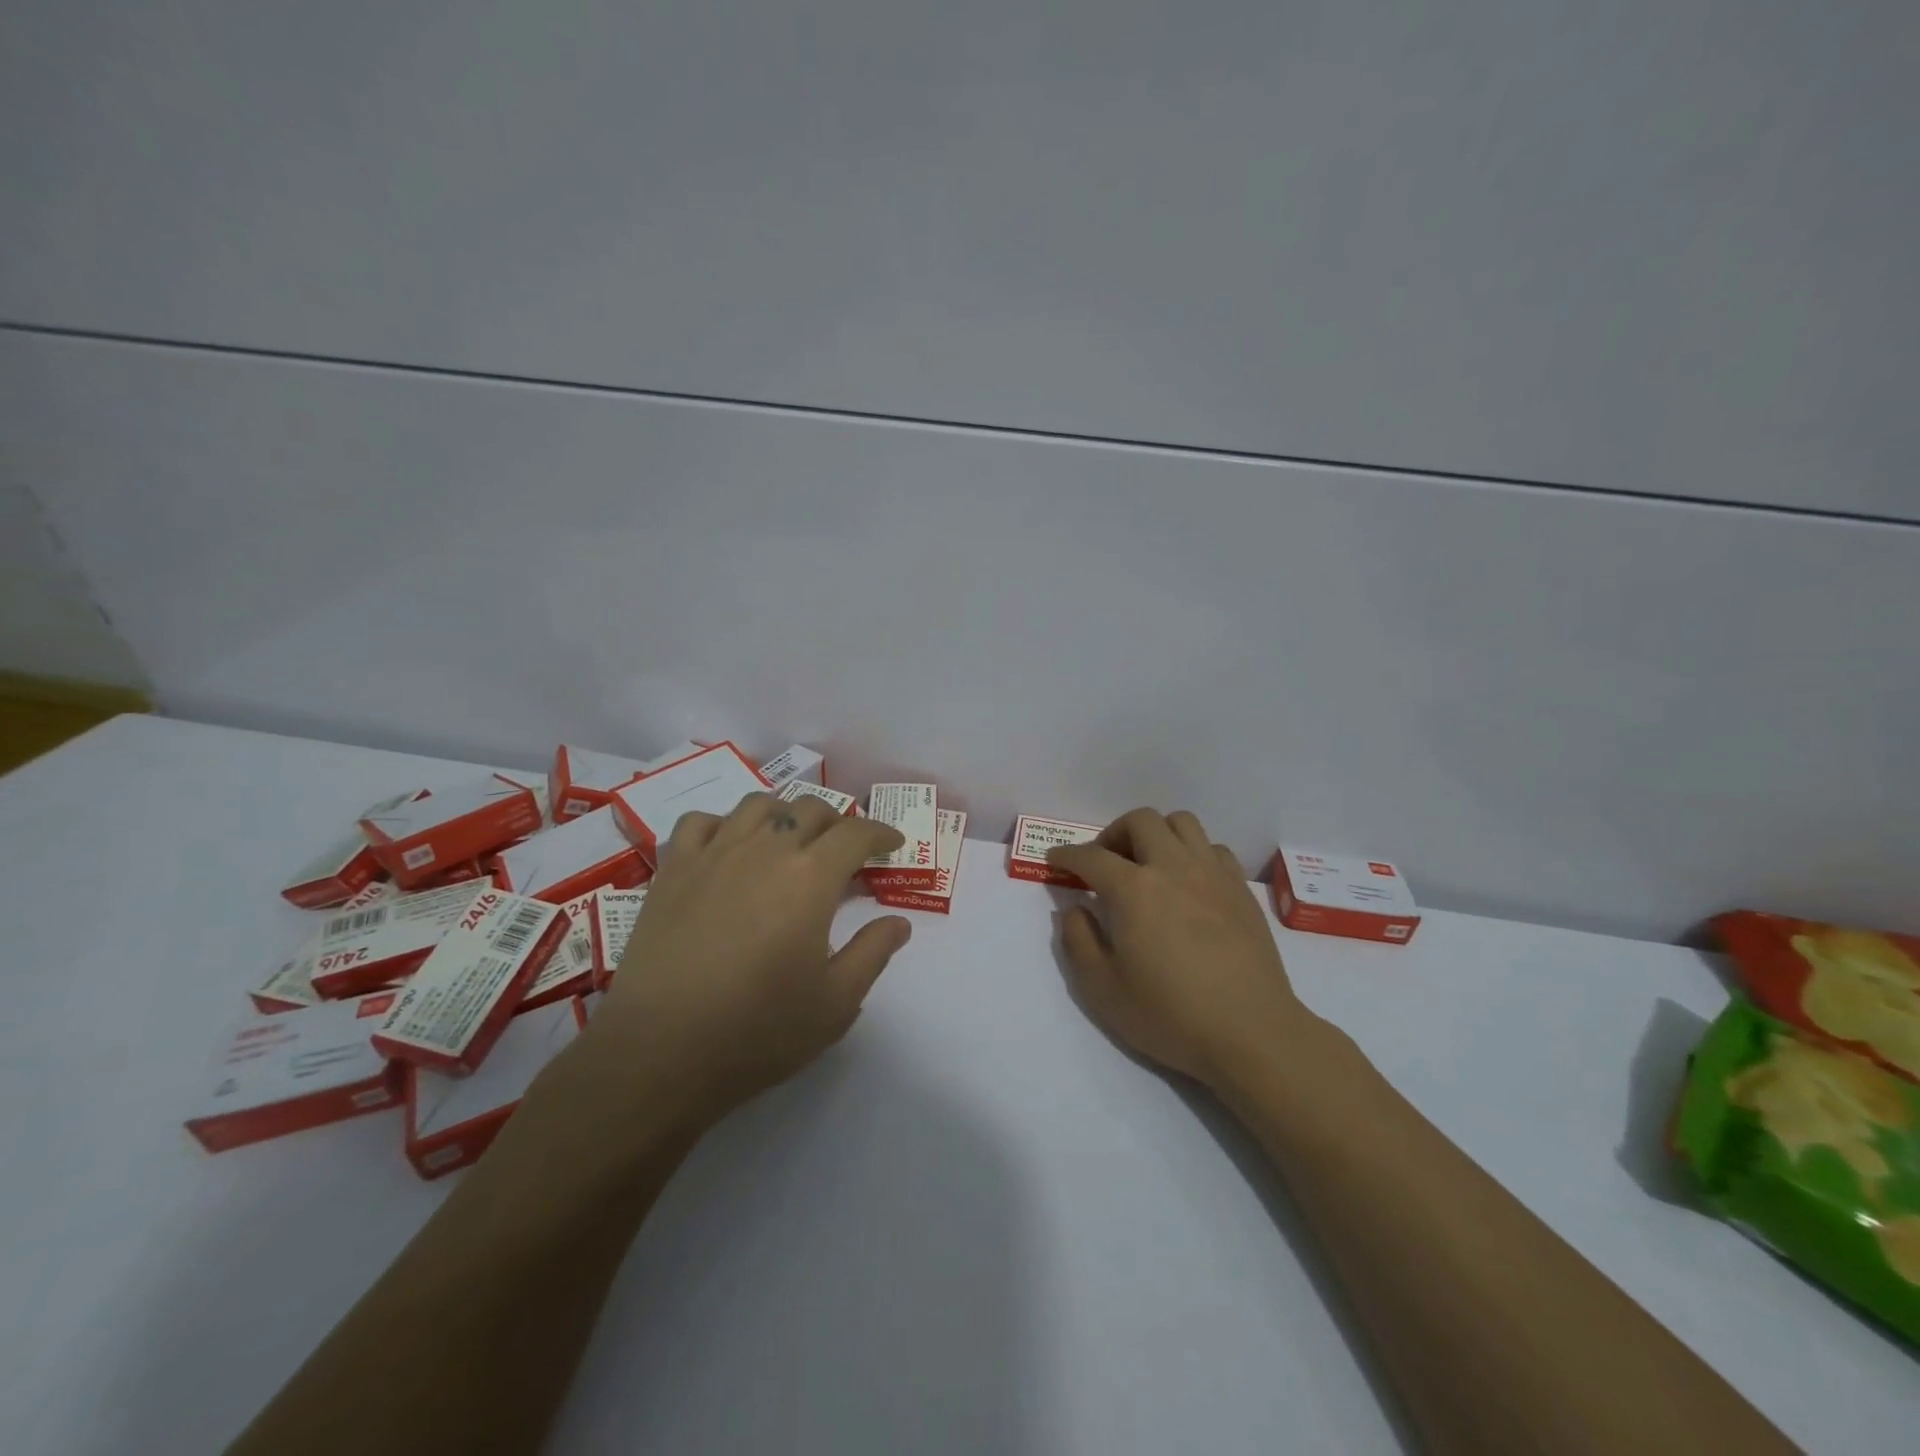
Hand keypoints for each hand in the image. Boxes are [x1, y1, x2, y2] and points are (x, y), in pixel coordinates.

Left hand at [583, 792, 913, 1124]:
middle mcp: (765, 849)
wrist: (659, 1052)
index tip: (892, 845)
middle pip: (809, 809)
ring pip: (757, 805)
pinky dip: (723, 825)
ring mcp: (714, 854)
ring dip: (784, 814)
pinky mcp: (672, 870)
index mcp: (811, 877)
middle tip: (844, 850)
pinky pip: (700, 822)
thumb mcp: (835, 1004)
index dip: (880, 833)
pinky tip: (728, 848)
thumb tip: (898, 922)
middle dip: (837, 822)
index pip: (856, 833)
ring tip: (789, 839)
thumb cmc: (757, 1030)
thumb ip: (872, 953)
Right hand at [1050, 808, 1309, 1088]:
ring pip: (1181, 823)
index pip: (1091, 856)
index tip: (1055, 861)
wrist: (1251, 1034)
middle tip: (1104, 863)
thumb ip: (1078, 941)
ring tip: (1147, 864)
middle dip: (1113, 834)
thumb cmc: (1170, 1015)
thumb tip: (1073, 909)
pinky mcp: (1241, 890)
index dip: (1066, 855)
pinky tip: (1187, 882)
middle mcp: (1173, 868)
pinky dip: (1192, 853)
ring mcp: (1212, 874)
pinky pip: (1213, 848)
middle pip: (1140, 821)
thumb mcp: (1103, 989)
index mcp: (1134, 890)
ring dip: (1156, 834)